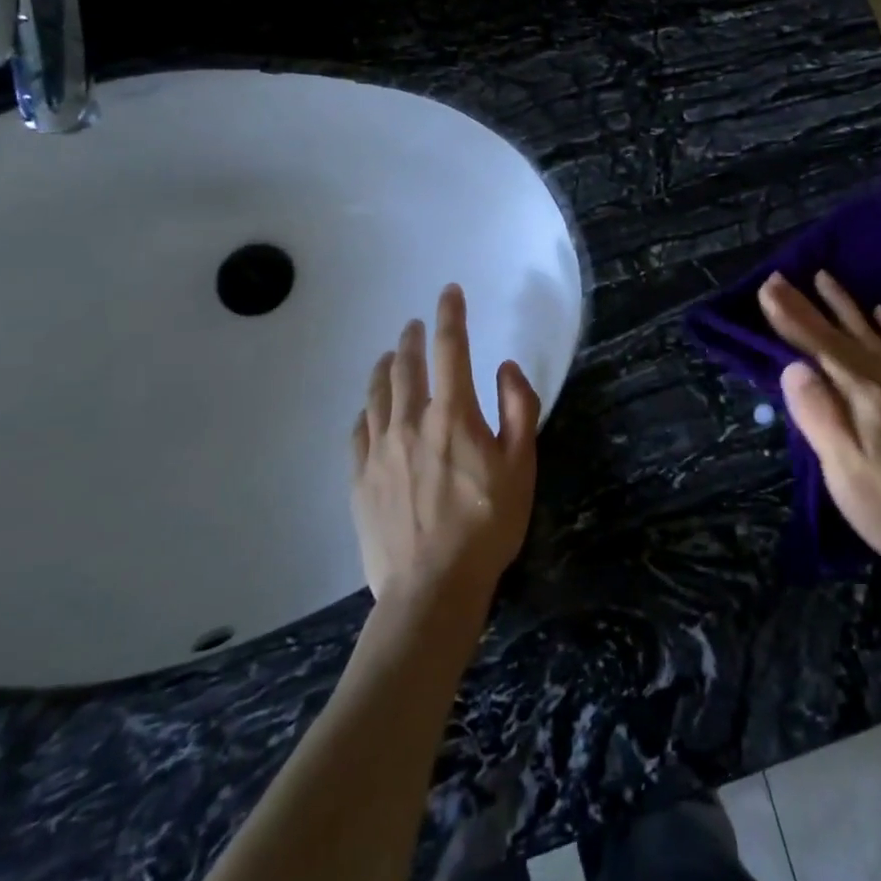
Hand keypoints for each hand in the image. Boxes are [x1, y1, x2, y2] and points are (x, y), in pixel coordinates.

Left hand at [351, 285, 541, 608]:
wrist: (432, 588)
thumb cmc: (487, 526)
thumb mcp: (522, 466)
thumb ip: (518, 409)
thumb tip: (506, 367)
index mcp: (453, 415)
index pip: (451, 349)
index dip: (451, 315)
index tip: (449, 292)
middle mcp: (410, 422)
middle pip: (406, 365)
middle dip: (413, 338)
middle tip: (416, 324)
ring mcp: (379, 451)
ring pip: (376, 393)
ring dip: (384, 366)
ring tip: (389, 354)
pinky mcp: (360, 479)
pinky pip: (358, 431)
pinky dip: (366, 409)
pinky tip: (369, 409)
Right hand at [758, 270, 880, 579]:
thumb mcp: (844, 467)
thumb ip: (818, 413)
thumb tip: (792, 367)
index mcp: (866, 394)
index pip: (820, 346)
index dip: (791, 318)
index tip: (766, 288)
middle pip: (841, 335)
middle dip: (808, 306)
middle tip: (780, 278)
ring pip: (872, 335)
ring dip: (846, 307)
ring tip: (826, 278)